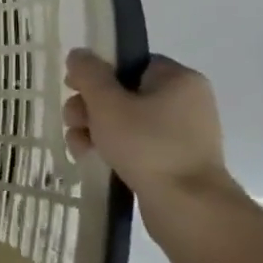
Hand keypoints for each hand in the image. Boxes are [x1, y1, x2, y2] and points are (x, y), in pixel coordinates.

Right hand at [63, 50, 232, 205]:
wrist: (188, 208)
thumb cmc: (147, 145)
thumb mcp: (108, 103)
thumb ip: (89, 74)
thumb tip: (79, 55)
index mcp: (178, 80)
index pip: (130, 63)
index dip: (98, 73)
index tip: (74, 87)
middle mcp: (184, 103)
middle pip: (122, 93)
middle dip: (89, 106)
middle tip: (74, 120)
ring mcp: (180, 134)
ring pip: (123, 121)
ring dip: (93, 129)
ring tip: (78, 145)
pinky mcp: (171, 161)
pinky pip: (134, 144)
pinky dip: (110, 148)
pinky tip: (89, 158)